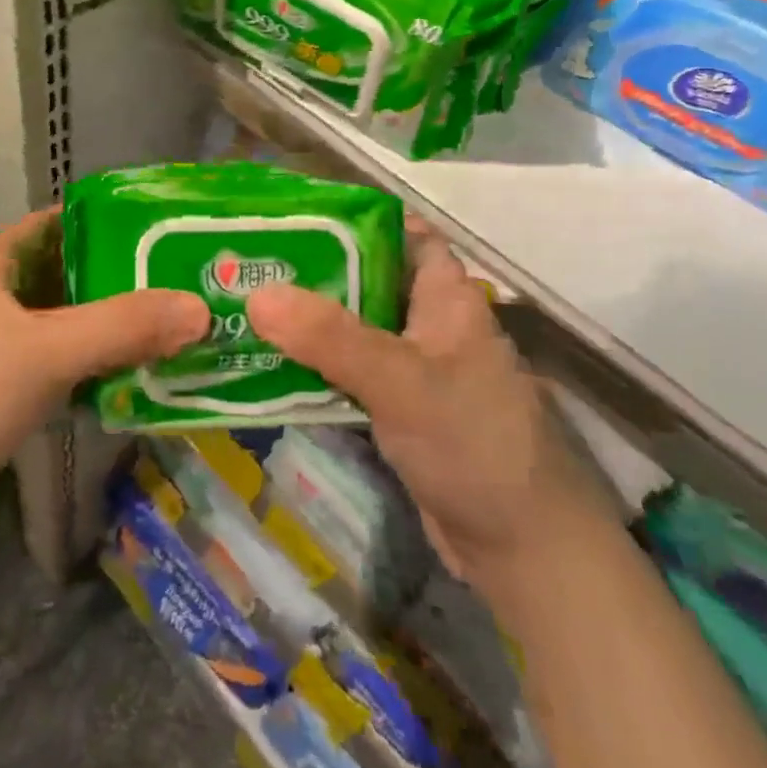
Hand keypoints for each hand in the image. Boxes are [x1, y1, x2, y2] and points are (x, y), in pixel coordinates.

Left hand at [0, 209, 208, 561]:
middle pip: (56, 278)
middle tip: (176, 294)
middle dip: (112, 286)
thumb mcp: (46, 353)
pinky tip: (111, 390)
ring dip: (95, 336)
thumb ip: (123, 328)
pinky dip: (72, 375)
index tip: (162, 236)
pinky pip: (34, 371)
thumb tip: (200, 307)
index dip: (106, 224)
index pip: (54, 224)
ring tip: (160, 339)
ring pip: (47, 329)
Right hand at [246, 223, 609, 589]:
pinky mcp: (398, 410)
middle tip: (247, 262)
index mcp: (444, 296)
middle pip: (364, 280)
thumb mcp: (401, 380)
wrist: (525, 552)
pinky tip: (267, 364)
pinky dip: (313, 366)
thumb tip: (256, 293)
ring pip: (351, 329)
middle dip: (310, 271)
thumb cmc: (474, 444)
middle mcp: (428, 322)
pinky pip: (347, 374)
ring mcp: (412, 369)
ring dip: (305, 322)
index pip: (398, 232)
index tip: (290, 215)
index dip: (349, 218)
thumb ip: (330, 337)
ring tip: (242, 306)